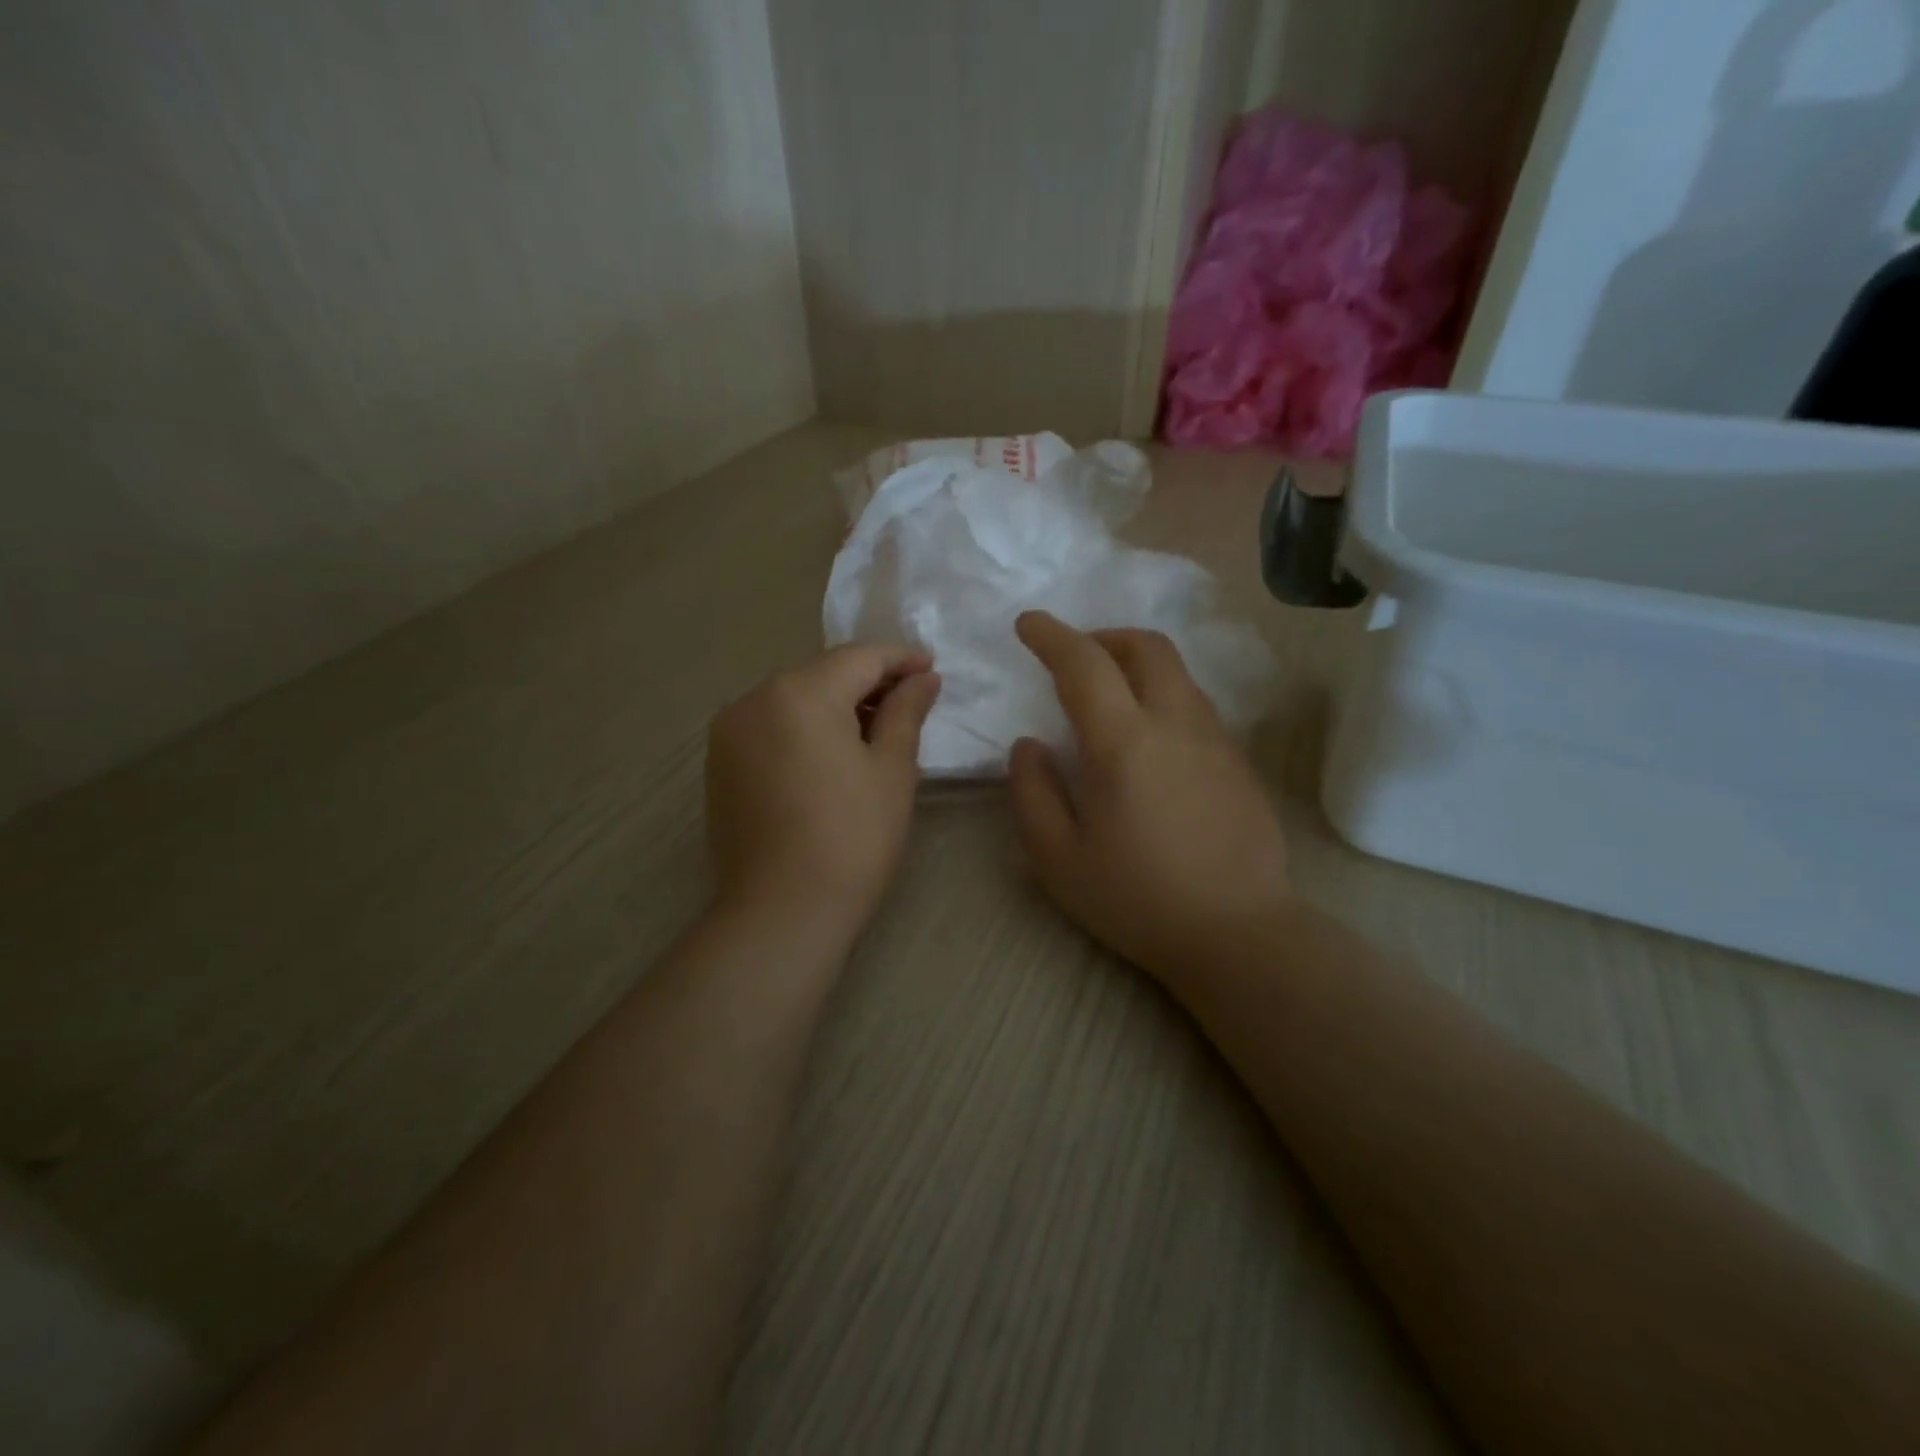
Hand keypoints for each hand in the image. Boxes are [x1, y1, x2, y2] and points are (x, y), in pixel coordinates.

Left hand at [706, 645, 940, 937]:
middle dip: (868, 682)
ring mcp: (730, 731)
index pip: (859, 658)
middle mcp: (755, 698)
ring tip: (875, 730)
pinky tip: (831, 755)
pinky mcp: (720, 763)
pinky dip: (804, 728)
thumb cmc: (852, 839)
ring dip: (836, 705)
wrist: (782, 913)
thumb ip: (906, 712)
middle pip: (822, 674)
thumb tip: (923, 678)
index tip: (932, 668)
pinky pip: (771, 726)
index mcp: (800, 693)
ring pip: (794, 699)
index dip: (900, 659)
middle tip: (911, 701)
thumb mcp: (892, 771)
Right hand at [1007, 612, 1290, 982]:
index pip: (1084, 664)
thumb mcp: (1058, 858)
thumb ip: (1032, 792)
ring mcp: (1216, 740)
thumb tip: (1029, 745)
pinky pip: (1195, 705)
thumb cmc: (1136, 899)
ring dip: (1136, 665)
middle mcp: (1176, 724)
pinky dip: (1163, 696)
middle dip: (1102, 637)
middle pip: (1145, 647)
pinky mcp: (1239, 761)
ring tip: (1108, 695)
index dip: (1051, 636)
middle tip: (1074, 659)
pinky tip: (1149, 739)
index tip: (1028, 624)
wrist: (1237, 934)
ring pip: (1177, 673)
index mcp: (1124, 743)